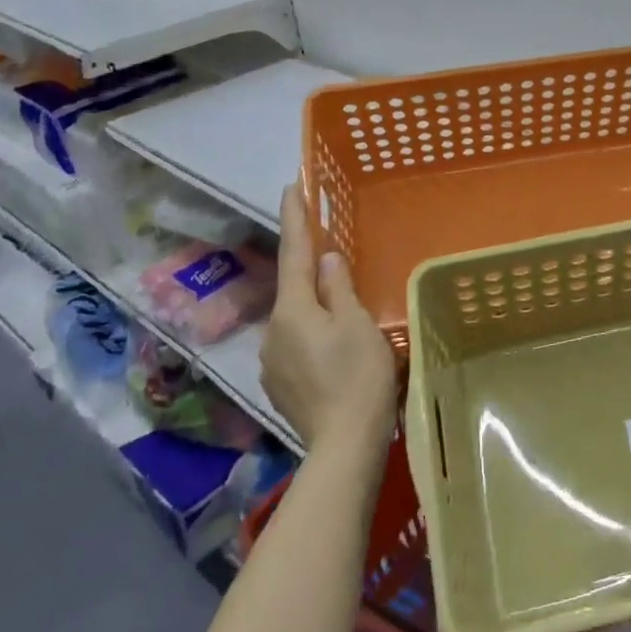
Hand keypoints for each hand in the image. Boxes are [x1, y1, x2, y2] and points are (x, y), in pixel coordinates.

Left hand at [261, 187, 397, 453]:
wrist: (343, 445)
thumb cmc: (358, 376)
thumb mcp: (357, 325)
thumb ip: (339, 288)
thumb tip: (326, 258)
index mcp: (293, 310)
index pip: (293, 253)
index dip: (294, 218)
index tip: (291, 185)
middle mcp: (273, 331)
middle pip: (293, 289)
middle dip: (309, 269)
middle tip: (332, 252)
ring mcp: (271, 361)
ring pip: (296, 319)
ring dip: (313, 308)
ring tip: (342, 312)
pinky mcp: (280, 385)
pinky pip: (296, 345)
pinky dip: (312, 335)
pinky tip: (333, 348)